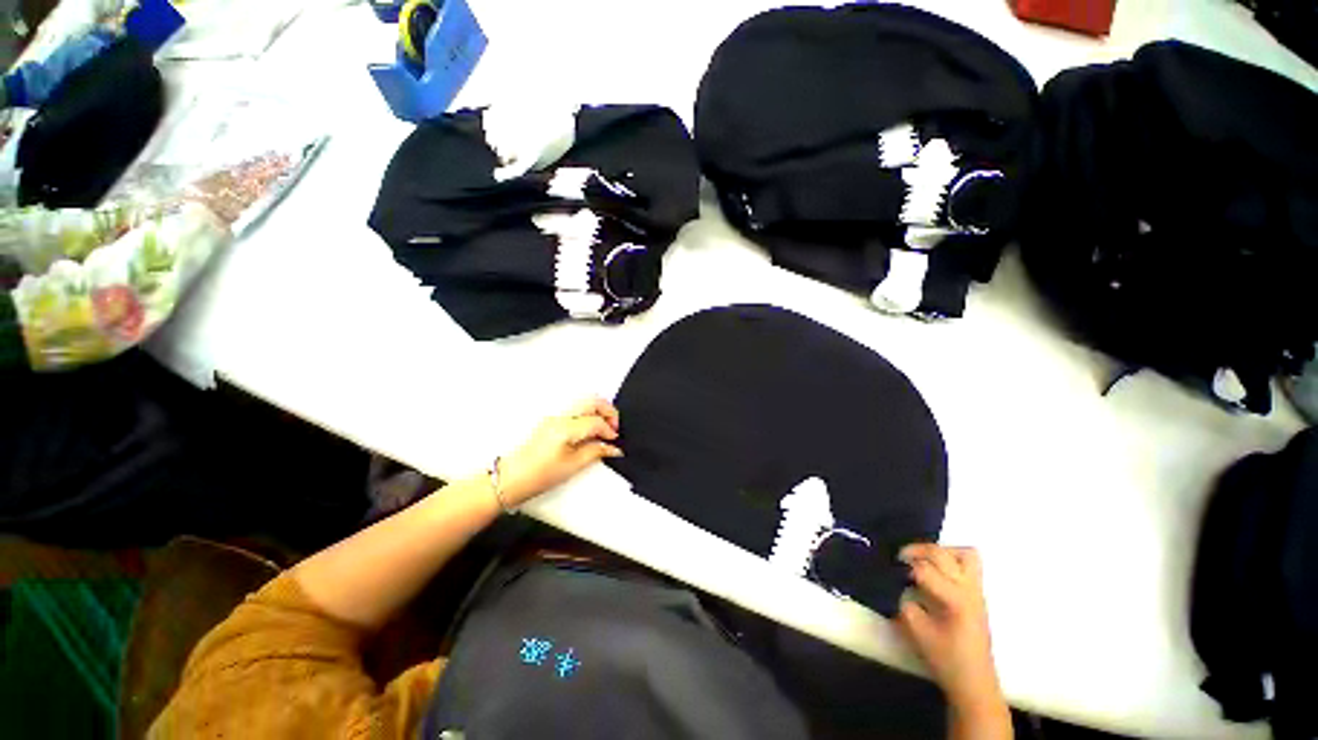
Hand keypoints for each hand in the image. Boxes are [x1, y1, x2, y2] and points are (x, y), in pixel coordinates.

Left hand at [496, 398, 621, 505]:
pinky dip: (588, 413)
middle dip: (608, 411)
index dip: (610, 430)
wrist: (511, 479)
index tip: (615, 441)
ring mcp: (554, 416)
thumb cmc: (539, 475)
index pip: (596, 422)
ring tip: (604, 427)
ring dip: (598, 410)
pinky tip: (591, 428)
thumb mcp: (573, 466)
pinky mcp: (551, 420)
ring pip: (583, 402)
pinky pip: (575, 409)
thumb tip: (613, 447)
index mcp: (566, 428)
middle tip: (614, 427)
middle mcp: (560, 416)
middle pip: (592, 401)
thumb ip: (596, 452)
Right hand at [897, 544, 1002, 710]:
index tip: (889, 569)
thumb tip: (895, 584)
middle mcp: (969, 589)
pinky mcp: (977, 594)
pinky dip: (950, 559)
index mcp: (956, 600)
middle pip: (943, 554)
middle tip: (900, 559)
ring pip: (964, 554)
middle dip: (918, 551)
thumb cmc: (945, 659)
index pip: (925, 570)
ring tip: (922, 560)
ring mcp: (977, 591)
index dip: (903, 567)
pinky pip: (969, 564)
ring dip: (940, 552)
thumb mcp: (916, 632)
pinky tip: (935, 571)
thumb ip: (904, 603)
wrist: (975, 682)